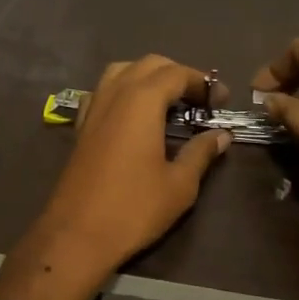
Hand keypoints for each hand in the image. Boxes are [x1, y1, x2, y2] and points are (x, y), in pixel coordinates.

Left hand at [17, 55, 231, 294]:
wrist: (76, 235)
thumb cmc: (134, 208)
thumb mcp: (179, 185)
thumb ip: (201, 153)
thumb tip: (221, 135)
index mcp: (142, 101)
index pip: (177, 74)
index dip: (203, 83)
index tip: (222, 101)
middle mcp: (115, 93)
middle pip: (150, 64)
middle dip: (178, 75)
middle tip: (200, 101)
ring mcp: (93, 107)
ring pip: (122, 71)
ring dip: (148, 77)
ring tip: (169, 103)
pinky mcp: (81, 125)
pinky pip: (103, 91)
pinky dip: (123, 90)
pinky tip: (134, 116)